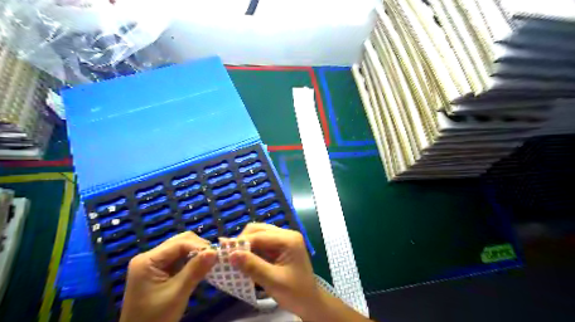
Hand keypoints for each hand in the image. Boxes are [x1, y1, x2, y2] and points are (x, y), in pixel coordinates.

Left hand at [119, 232, 217, 321]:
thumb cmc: (155, 318)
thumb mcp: (177, 294)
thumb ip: (195, 270)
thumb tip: (215, 251)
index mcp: (148, 260)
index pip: (179, 243)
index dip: (199, 246)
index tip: (216, 254)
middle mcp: (149, 257)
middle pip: (180, 242)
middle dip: (198, 247)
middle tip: (214, 258)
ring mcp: (153, 263)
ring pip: (181, 248)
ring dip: (196, 253)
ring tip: (209, 262)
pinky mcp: (159, 270)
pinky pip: (179, 258)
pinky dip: (191, 260)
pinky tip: (199, 267)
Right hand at [233, 224, 322, 318]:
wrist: (310, 302)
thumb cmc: (295, 292)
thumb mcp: (273, 281)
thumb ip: (253, 266)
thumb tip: (231, 254)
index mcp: (289, 239)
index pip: (260, 235)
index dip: (241, 242)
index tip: (223, 252)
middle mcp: (286, 234)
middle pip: (259, 230)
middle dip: (242, 241)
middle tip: (227, 255)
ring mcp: (283, 240)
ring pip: (258, 234)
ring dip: (245, 244)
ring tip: (232, 257)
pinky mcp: (279, 247)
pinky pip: (261, 243)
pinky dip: (251, 250)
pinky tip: (242, 259)